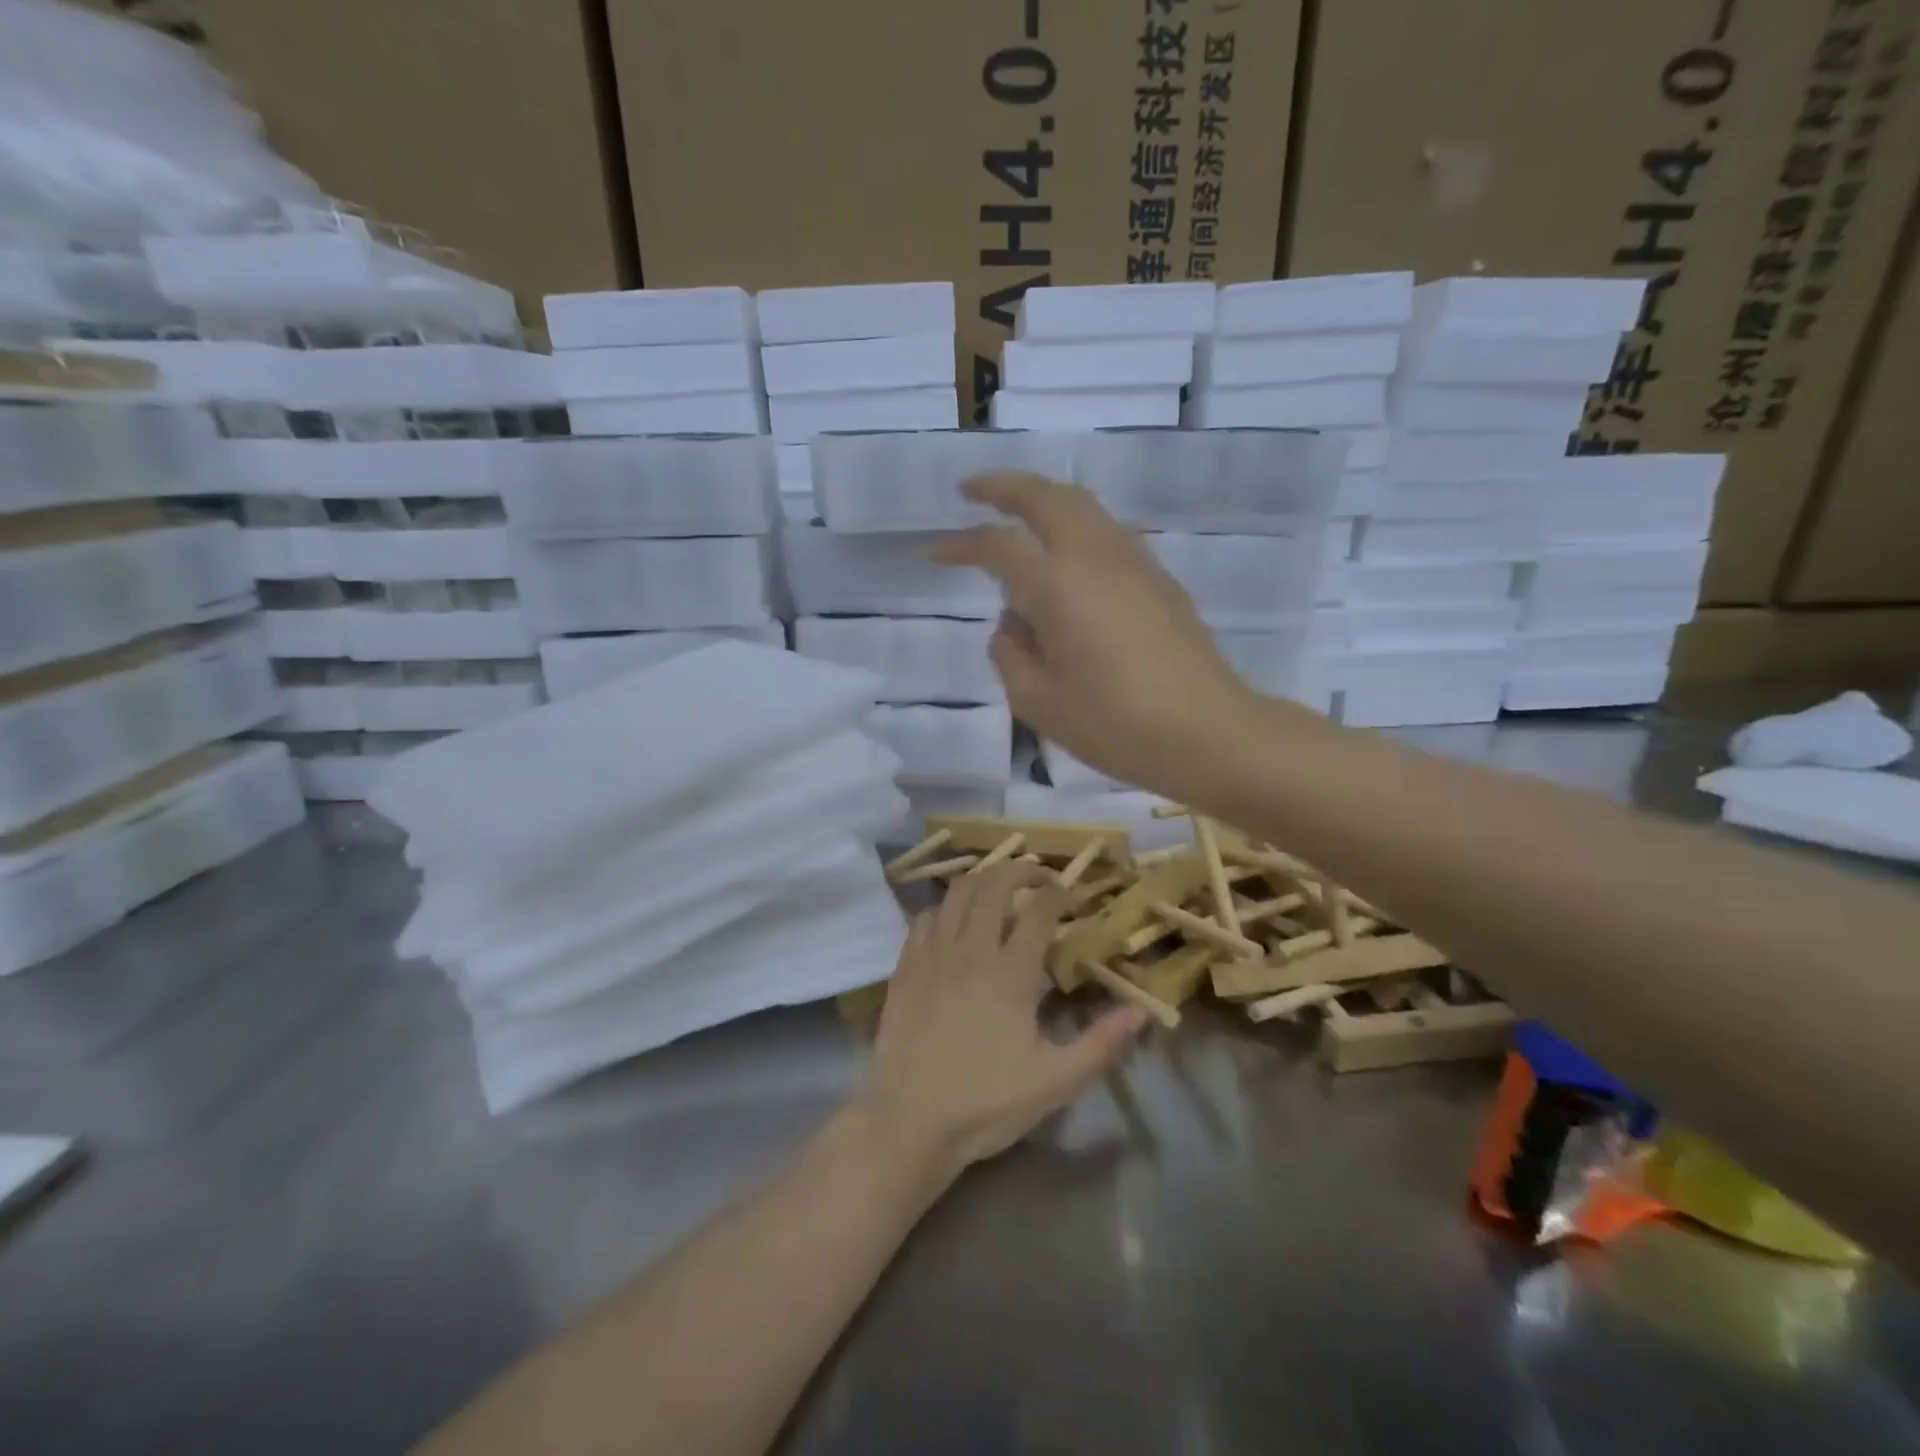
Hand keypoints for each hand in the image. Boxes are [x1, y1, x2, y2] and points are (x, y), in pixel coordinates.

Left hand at [860, 864, 1146, 1174]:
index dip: (1059, 893)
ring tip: (999, 888)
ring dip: (982, 879)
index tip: (1072, 893)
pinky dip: (946, 908)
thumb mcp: (1055, 1082)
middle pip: (994, 884)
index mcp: (1011, 972)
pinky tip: (954, 922)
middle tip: (1040, 878)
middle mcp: (971, 949)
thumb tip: (1140, 1011)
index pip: (1039, 911)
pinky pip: (925, 917)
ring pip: (957, 892)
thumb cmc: (986, 1102)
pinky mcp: (905, 966)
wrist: (908, 1120)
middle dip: (1021, 869)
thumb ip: (1101, 1044)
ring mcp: (933, 954)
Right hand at [932, 473, 1256, 794]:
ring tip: (1018, 512)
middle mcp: (1095, 556)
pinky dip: (1076, 525)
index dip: (960, 544)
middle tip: (972, 490)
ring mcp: (1134, 562)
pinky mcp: (1159, 580)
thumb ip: (1010, 655)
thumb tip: (1013, 625)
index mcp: (1057, 584)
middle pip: (1046, 497)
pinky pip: (1108, 533)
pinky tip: (1067, 557)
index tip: (932, 551)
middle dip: (1004, 487)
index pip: (996, 545)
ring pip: (1083, 506)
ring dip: (1044, 499)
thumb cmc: (1115, 724)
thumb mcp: (1038, 702)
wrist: (1208, 732)